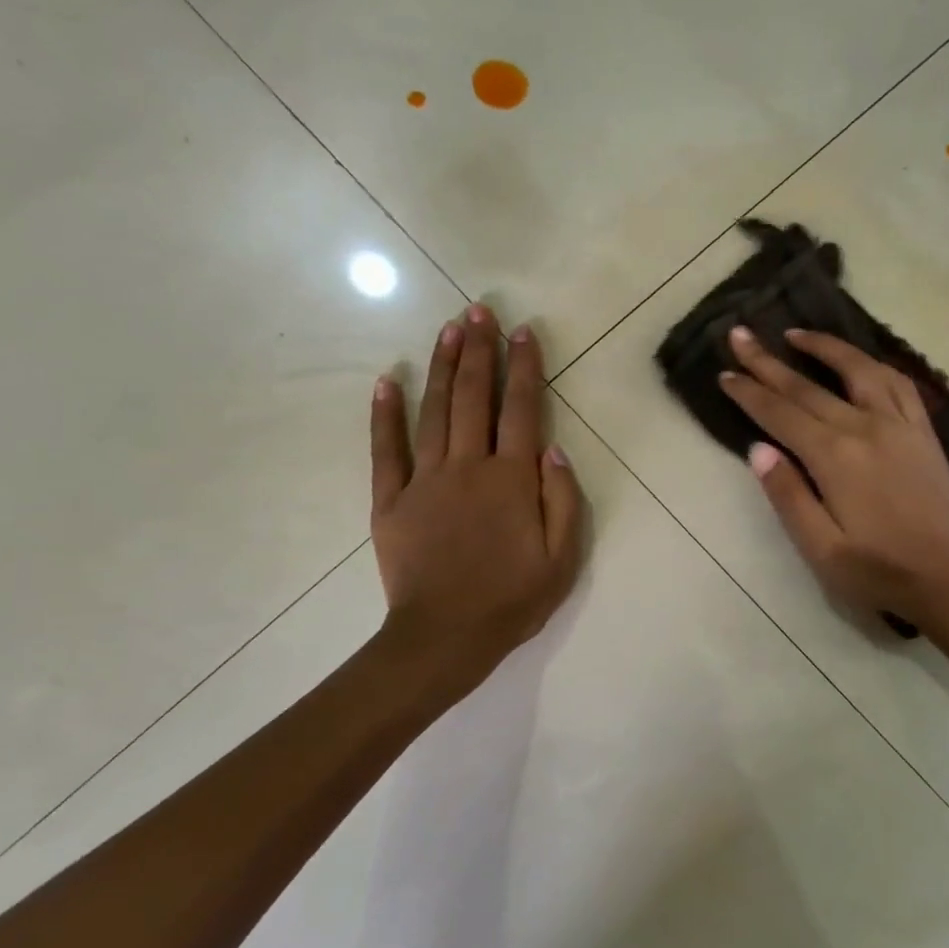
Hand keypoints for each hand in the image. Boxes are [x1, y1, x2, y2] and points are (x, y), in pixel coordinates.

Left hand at [369, 305, 583, 680]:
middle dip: (479, 350)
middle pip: (474, 397)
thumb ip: (563, 500)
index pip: (521, 410)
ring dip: (442, 366)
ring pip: (434, 411)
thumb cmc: (512, 600)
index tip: (523, 331)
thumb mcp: (562, 558)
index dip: (524, 367)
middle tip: (479, 310)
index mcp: (512, 479)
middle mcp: (468, 466)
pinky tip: (387, 381)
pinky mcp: (391, 500)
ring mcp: (425, 480)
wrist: (445, 637)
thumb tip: (553, 449)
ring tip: (448, 329)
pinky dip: (385, 414)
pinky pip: (386, 449)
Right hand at [719, 326, 948, 622]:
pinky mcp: (923, 432)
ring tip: (795, 333)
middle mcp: (866, 428)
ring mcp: (899, 425)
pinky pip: (899, 383)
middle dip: (768, 361)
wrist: (945, 580)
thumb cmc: (876, 572)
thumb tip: (758, 449)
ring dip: (824, 347)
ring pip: (858, 369)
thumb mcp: (820, 549)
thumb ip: (788, 496)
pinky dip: (874, 363)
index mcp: (835, 458)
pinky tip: (859, 361)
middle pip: (808, 387)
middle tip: (740, 334)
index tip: (724, 373)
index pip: (781, 414)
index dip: (749, 393)